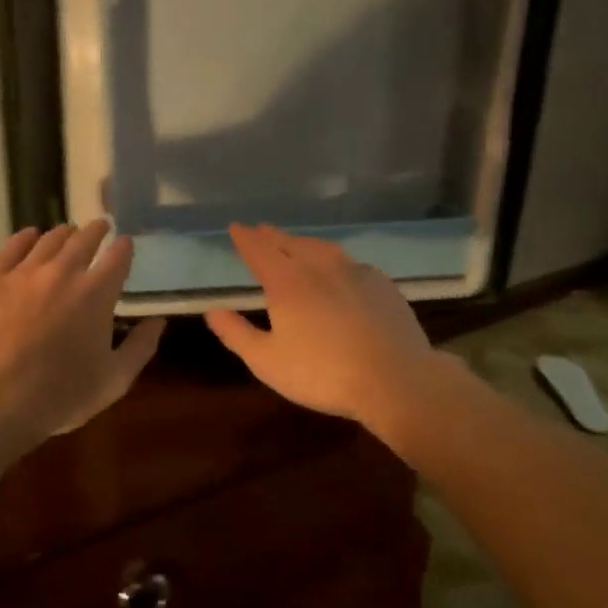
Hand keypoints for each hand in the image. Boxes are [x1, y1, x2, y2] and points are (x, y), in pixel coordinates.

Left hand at [0, 221, 164, 437]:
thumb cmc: (60, 394)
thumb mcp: (114, 380)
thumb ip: (140, 348)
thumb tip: (159, 321)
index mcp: (97, 294)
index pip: (118, 258)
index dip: (124, 248)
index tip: (125, 243)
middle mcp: (63, 272)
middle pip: (84, 239)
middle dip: (96, 231)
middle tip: (100, 227)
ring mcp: (24, 272)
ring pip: (49, 240)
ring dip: (64, 234)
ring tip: (68, 232)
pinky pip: (11, 248)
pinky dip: (25, 238)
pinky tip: (30, 236)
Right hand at [204, 224, 444, 438]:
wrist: (395, 379)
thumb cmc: (323, 373)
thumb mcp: (268, 361)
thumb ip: (237, 334)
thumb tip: (212, 311)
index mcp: (287, 283)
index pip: (259, 251)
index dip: (245, 239)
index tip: (236, 228)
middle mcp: (319, 267)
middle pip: (290, 243)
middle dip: (272, 236)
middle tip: (261, 230)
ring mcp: (354, 272)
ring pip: (322, 248)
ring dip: (303, 243)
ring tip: (295, 243)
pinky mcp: (381, 285)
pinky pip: (350, 263)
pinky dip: (335, 259)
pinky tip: (339, 269)